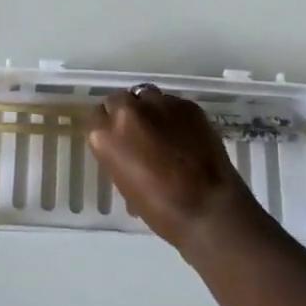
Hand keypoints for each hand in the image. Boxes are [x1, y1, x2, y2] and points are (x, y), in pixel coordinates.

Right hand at [87, 85, 259, 254]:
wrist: (209, 208)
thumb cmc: (161, 210)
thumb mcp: (126, 185)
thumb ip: (119, 157)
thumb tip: (128, 152)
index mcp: (106, 135)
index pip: (96, 117)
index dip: (106, 127)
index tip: (115, 139)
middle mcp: (128, 111)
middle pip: (118, 100)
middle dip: (125, 113)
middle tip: (137, 133)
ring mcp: (159, 103)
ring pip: (145, 95)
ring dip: (148, 108)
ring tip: (160, 128)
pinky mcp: (186, 104)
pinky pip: (172, 103)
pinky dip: (173, 115)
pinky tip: (184, 134)